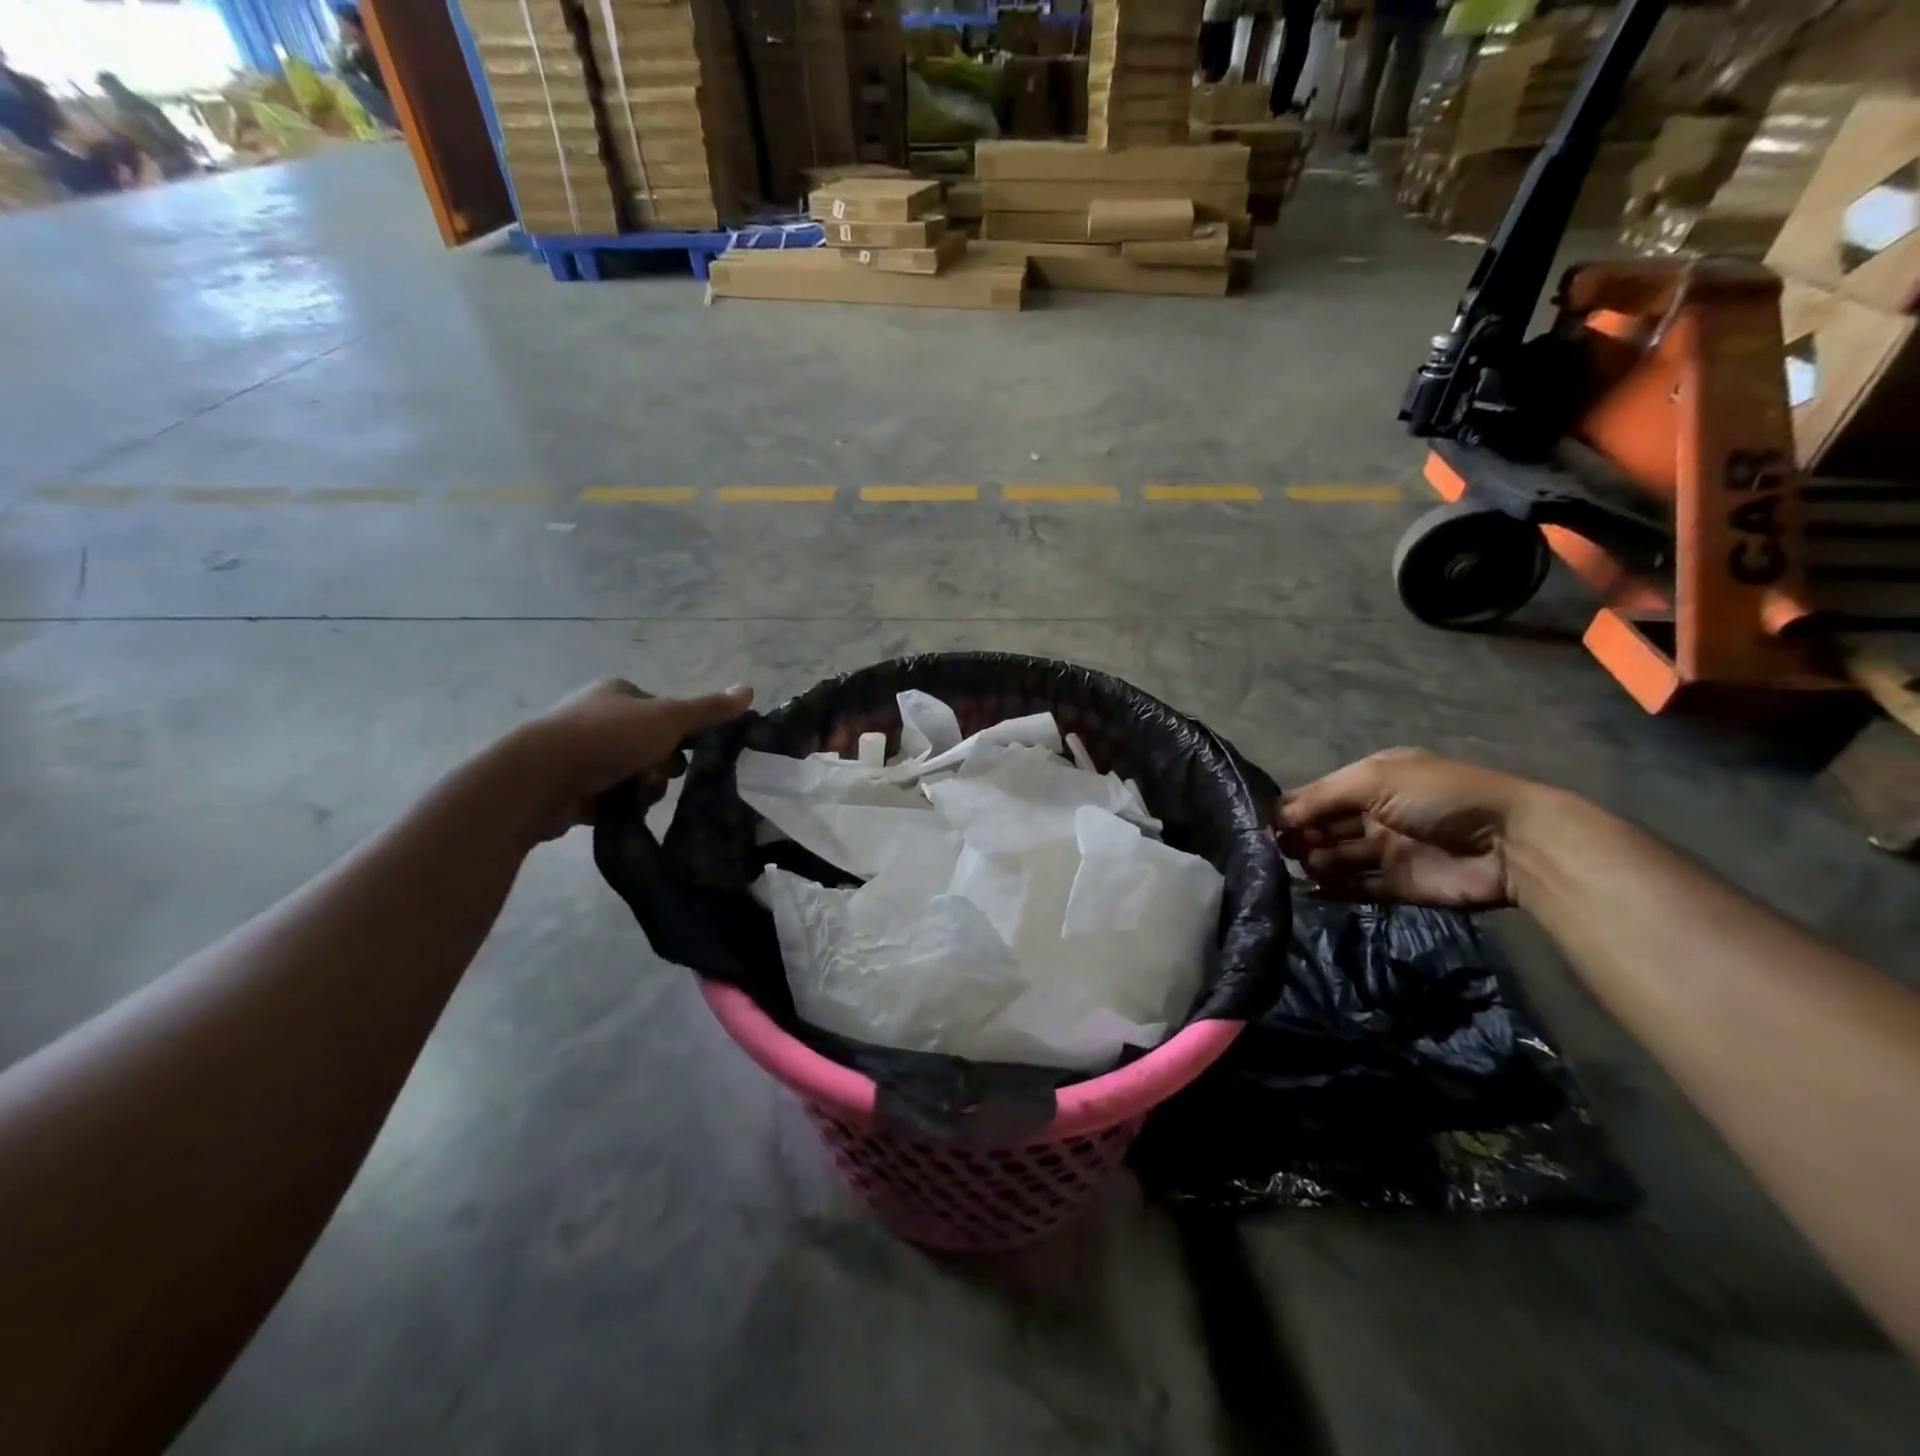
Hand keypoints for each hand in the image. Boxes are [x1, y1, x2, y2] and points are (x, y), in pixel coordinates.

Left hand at [517, 679, 753, 840]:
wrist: (538, 778)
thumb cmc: (607, 739)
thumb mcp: (668, 719)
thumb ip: (709, 709)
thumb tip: (750, 689)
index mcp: (617, 693)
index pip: (664, 711)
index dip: (681, 733)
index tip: (688, 753)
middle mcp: (595, 716)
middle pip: (649, 744)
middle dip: (661, 764)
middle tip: (661, 777)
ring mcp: (577, 751)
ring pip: (631, 772)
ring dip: (642, 787)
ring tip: (636, 797)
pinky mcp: (566, 784)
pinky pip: (606, 795)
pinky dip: (616, 804)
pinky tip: (617, 811)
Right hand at [1277, 749, 1536, 908]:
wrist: (1510, 844)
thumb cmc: (1438, 797)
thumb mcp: (1374, 780)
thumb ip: (1321, 798)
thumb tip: (1277, 821)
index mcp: (1370, 781)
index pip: (1318, 794)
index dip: (1291, 810)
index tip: (1266, 827)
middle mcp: (1374, 814)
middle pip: (1323, 827)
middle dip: (1299, 836)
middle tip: (1282, 850)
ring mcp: (1387, 851)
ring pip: (1336, 857)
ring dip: (1315, 861)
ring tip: (1305, 867)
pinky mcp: (1399, 885)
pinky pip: (1357, 888)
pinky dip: (1334, 890)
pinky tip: (1314, 890)